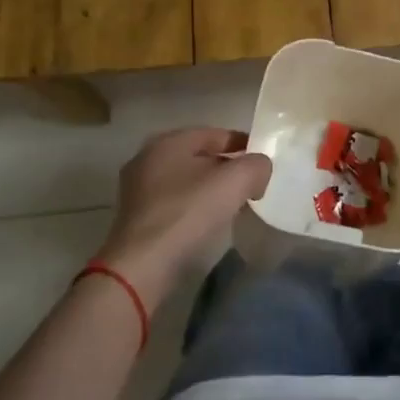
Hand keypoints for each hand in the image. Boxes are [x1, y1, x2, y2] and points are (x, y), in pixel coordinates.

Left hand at [94, 128, 271, 308]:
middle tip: (251, 185)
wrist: (142, 266)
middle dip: (227, 168)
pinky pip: (175, 203)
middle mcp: (148, 158)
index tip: (263, 163)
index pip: (216, 133)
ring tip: (234, 205)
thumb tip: (260, 168)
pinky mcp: (136, 218)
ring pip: (187, 181)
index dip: (244, 144)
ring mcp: (138, 189)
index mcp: (169, 141)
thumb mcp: (235, 181)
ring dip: (211, 189)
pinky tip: (209, 223)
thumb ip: (256, 165)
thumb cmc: (188, 213)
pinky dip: (194, 207)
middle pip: (200, 156)